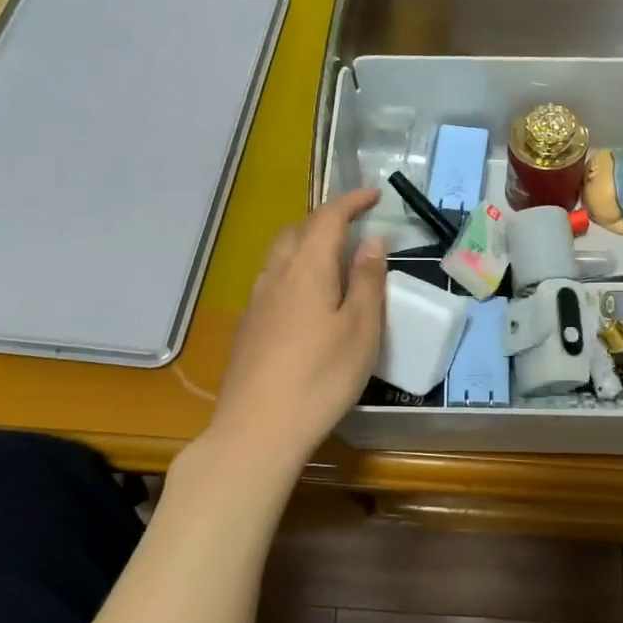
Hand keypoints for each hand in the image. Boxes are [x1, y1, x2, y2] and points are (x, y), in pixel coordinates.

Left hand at [211, 188, 386, 464]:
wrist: (258, 429)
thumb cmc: (321, 377)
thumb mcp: (361, 329)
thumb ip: (368, 281)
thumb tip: (371, 241)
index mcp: (306, 269)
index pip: (328, 219)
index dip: (351, 201)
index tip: (375, 194)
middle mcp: (275, 276)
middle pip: (296, 232)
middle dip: (325, 220)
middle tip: (353, 225)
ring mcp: (255, 302)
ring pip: (279, 257)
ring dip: (306, 245)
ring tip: (332, 259)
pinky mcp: (247, 328)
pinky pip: (272, 282)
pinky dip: (294, 272)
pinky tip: (306, 300)